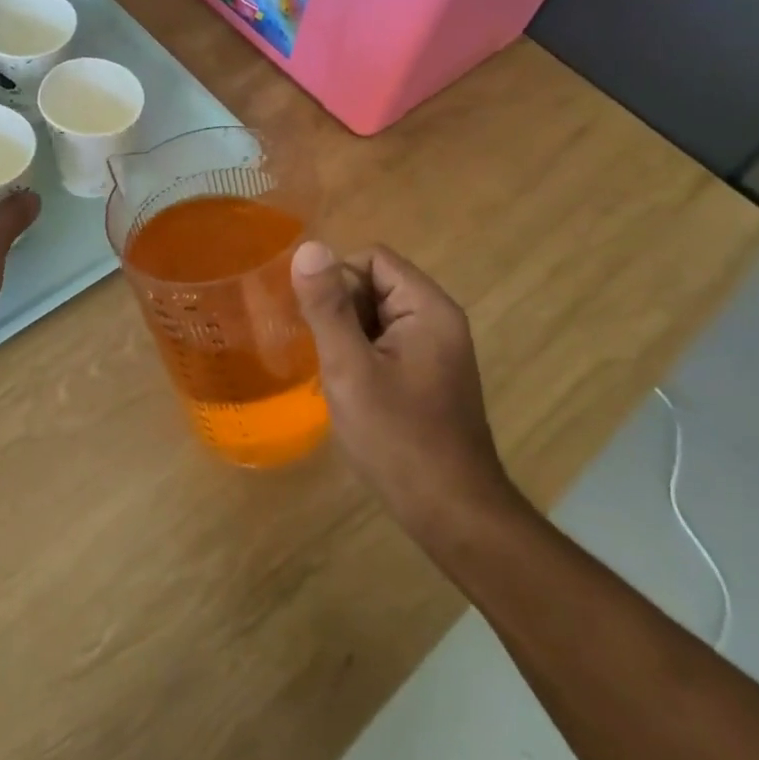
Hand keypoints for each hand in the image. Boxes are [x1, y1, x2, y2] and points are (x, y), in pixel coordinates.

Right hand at [290, 242, 525, 548]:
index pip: (372, 259)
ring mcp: (435, 350)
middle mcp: (438, 320)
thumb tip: (308, 247)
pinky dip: (361, 358)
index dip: (337, 281)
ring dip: (348, 338)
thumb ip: (327, 307)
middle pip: (375, 285)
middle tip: (325, 356)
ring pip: (376, 318)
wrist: (451, 512)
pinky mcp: (428, 376)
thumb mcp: (350, 369)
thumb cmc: (398, 438)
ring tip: (334, 376)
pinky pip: (386, 345)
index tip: (317, 323)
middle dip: (341, 312)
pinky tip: (350, 391)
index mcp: (427, 308)